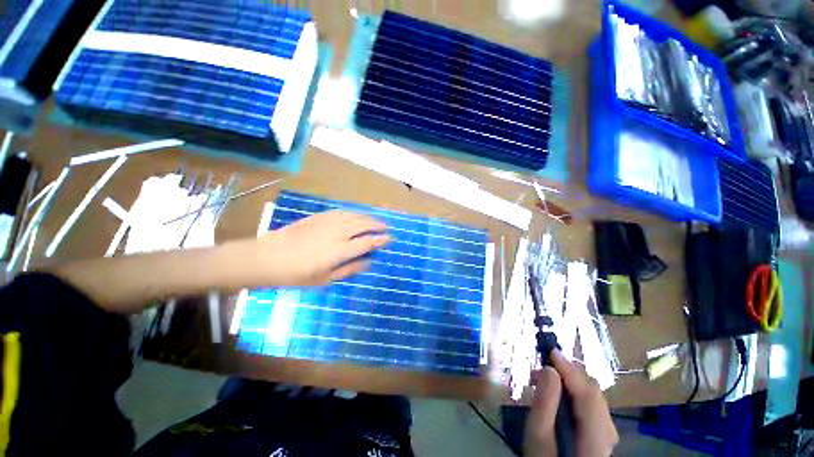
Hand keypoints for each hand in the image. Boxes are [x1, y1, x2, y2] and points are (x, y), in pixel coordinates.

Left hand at [238, 210, 389, 286]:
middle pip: (363, 225)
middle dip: (377, 225)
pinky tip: (357, 214)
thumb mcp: (325, 279)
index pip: (368, 242)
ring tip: (376, 220)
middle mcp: (338, 233)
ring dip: (368, 217)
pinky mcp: (320, 216)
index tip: (389, 239)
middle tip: (386, 227)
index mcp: (340, 251)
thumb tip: (368, 262)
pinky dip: (354, 213)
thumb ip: (349, 269)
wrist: (268, 257)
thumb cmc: (297, 274)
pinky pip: (342, 212)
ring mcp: (329, 222)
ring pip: (355, 216)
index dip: (381, 240)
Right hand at [524, 351, 617, 456]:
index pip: (588, 395)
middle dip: (568, 373)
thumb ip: (545, 404)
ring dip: (570, 381)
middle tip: (541, 367)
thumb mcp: (537, 437)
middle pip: (594, 393)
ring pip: (593, 397)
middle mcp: (609, 433)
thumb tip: (549, 369)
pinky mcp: (601, 433)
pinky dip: (574, 391)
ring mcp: (607, 434)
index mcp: (595, 438)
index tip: (550, 351)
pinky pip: (591, 404)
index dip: (570, 370)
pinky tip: (558, 392)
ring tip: (545, 377)